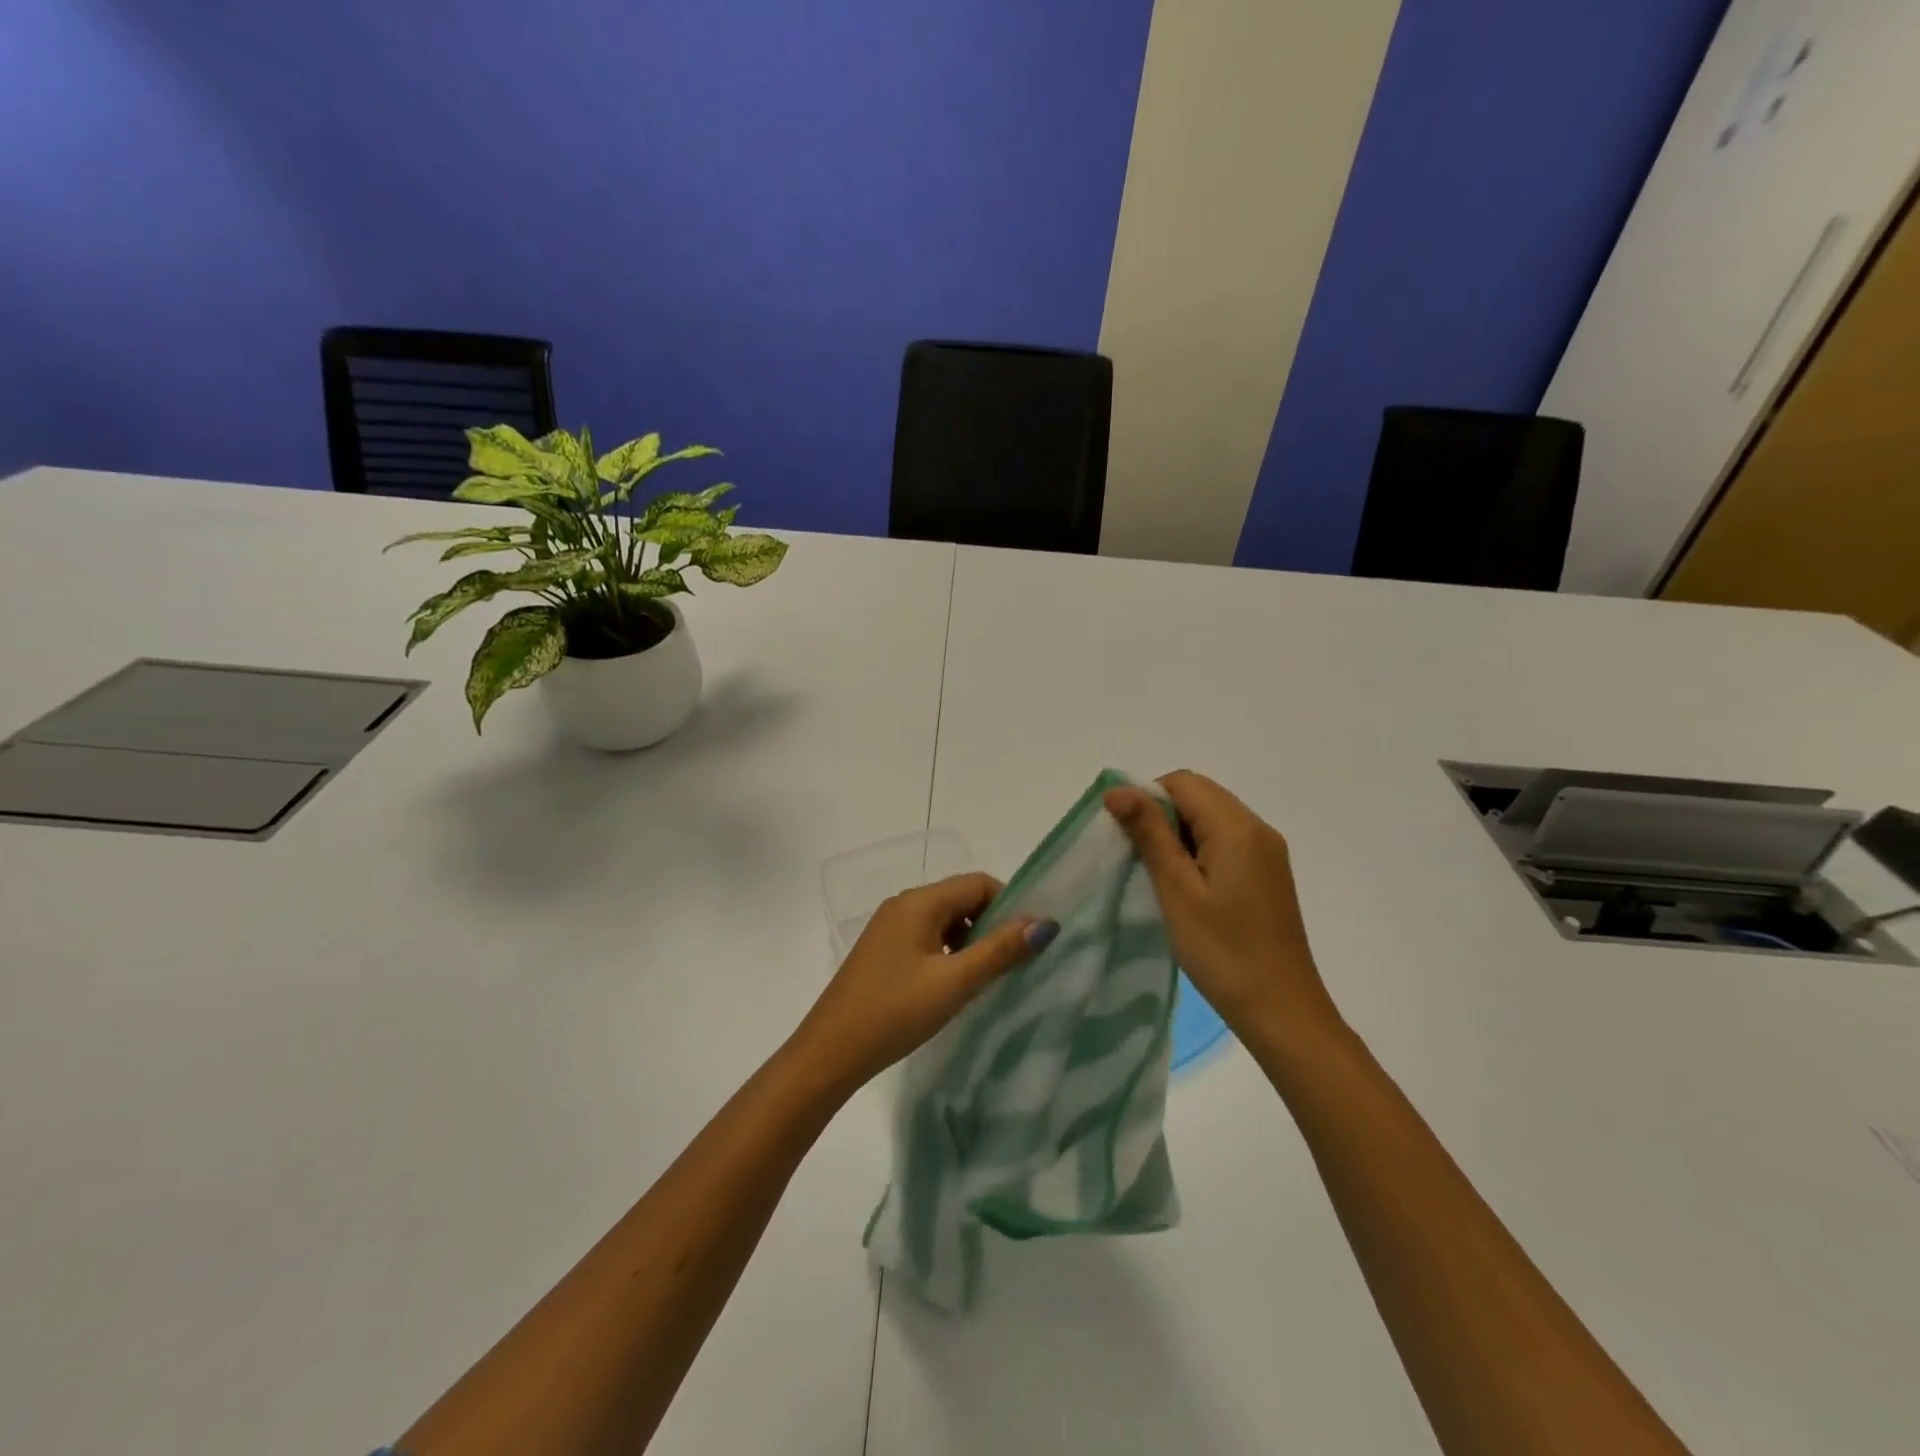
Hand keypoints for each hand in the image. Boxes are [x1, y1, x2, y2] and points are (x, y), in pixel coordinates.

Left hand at [790, 873, 1056, 1096]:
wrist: (830, 1053)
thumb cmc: (895, 1012)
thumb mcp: (954, 983)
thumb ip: (1000, 950)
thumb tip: (1045, 923)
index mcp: (919, 902)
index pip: (978, 883)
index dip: (1009, 905)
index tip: (1027, 942)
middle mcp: (903, 905)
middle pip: (961, 899)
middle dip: (991, 925)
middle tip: (1011, 965)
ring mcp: (890, 928)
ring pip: (945, 921)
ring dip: (970, 942)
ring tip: (985, 979)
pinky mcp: (883, 951)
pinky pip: (927, 938)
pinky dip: (948, 953)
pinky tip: (953, 986)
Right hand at [1105, 771, 1341, 1052]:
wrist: (1282, 1010)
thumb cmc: (1223, 951)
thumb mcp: (1177, 890)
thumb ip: (1149, 833)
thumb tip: (1118, 789)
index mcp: (1237, 826)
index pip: (1182, 782)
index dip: (1147, 799)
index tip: (1128, 838)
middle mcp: (1258, 828)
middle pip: (1199, 796)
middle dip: (1162, 816)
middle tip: (1141, 860)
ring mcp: (1267, 852)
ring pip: (1211, 819)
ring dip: (1179, 835)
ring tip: (1161, 878)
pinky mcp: (1268, 874)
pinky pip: (1226, 842)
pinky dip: (1199, 851)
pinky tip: (1188, 889)